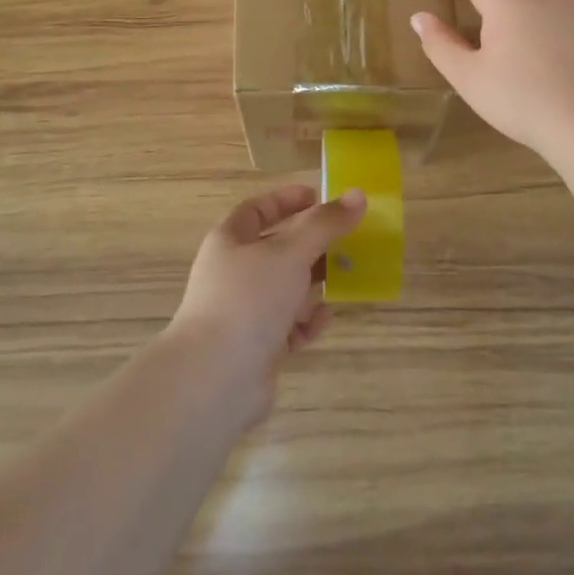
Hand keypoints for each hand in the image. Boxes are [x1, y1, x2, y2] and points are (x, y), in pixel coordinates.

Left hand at [167, 186, 366, 422]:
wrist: (215, 378)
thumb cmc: (249, 299)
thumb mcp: (290, 252)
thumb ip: (325, 224)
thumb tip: (358, 196)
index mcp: (230, 241)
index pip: (259, 209)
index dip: (287, 200)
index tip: (320, 198)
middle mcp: (234, 272)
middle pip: (277, 248)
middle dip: (311, 244)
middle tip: (347, 239)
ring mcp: (244, 311)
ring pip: (285, 288)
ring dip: (313, 282)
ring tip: (347, 276)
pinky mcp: (256, 346)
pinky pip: (288, 325)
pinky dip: (307, 320)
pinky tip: (325, 318)